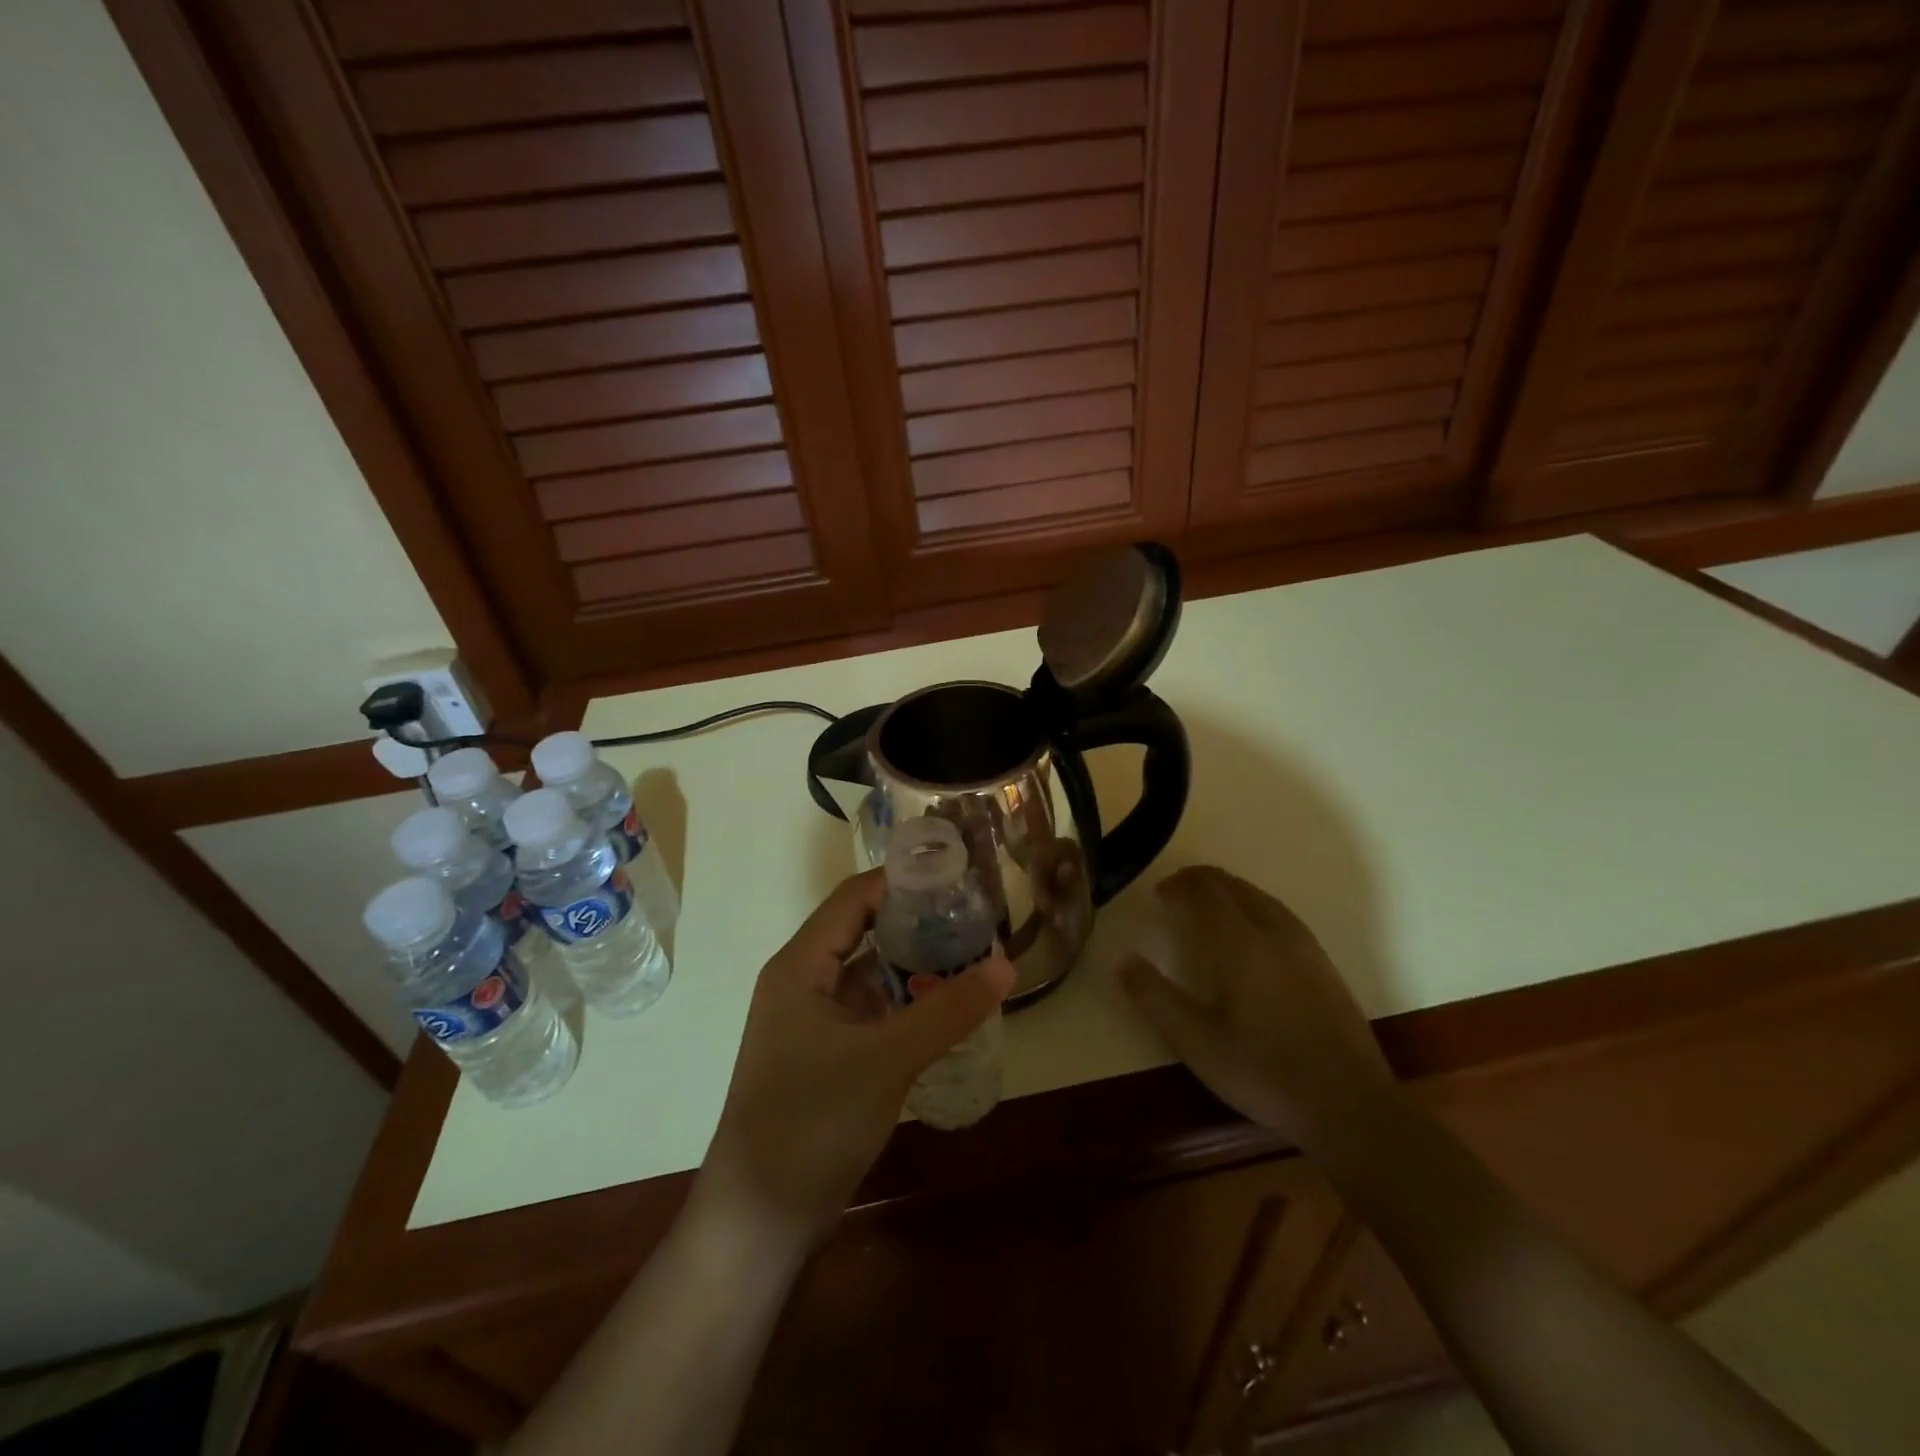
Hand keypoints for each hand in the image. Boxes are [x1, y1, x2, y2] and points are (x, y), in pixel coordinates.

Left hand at [696, 871, 1014, 1249]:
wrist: (759, 1221)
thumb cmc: (812, 1123)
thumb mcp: (885, 1060)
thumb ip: (946, 1011)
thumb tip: (1006, 966)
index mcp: (800, 966)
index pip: (854, 899)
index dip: (902, 881)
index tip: (956, 876)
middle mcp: (804, 982)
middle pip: (865, 932)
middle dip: (918, 923)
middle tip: (975, 918)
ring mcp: (815, 1021)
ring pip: (872, 974)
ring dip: (916, 966)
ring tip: (974, 957)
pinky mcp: (828, 1055)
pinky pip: (873, 1011)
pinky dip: (908, 1004)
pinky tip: (949, 1008)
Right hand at [1119, 866, 1402, 1157]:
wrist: (1351, 1108)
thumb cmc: (1264, 1073)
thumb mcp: (1196, 1042)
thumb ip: (1155, 997)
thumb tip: (1122, 960)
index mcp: (1242, 944)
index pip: (1208, 892)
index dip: (1181, 885)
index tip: (1159, 893)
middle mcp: (1275, 934)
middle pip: (1237, 888)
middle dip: (1204, 882)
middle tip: (1178, 892)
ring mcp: (1306, 949)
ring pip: (1263, 899)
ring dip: (1232, 891)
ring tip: (1210, 904)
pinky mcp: (1326, 967)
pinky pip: (1282, 916)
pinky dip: (1256, 907)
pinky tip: (1253, 933)